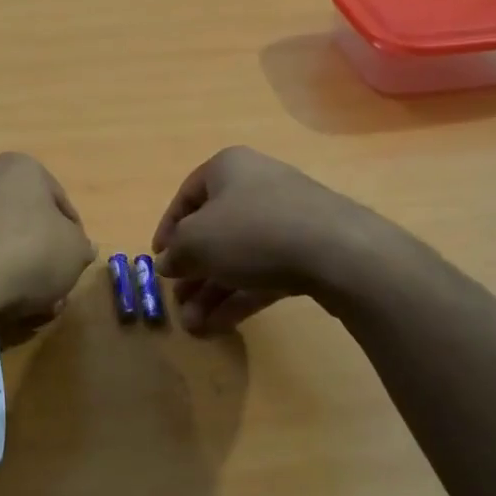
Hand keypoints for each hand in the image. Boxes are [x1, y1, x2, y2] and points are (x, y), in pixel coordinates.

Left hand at [0, 153, 94, 324]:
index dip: (73, 237)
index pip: (60, 203)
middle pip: (24, 221)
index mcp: (21, 167)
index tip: (74, 264)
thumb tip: (79, 248)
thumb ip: (81, 247)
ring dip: (13, 268)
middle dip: (40, 255)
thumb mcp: (75, 253)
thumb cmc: (28, 253)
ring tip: (25, 305)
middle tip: (51, 288)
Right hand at [152, 147, 386, 332]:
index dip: (167, 229)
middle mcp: (256, 186)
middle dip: (192, 272)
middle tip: (178, 303)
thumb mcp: (196, 242)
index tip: (159, 260)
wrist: (336, 251)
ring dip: (212, 292)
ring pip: (238, 257)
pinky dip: (240, 296)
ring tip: (195, 327)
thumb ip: (176, 253)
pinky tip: (220, 326)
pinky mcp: (307, 251)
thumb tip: (168, 263)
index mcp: (227, 169)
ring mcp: (286, 219)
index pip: (186, 196)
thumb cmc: (251, 231)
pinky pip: (264, 272)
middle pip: (214, 232)